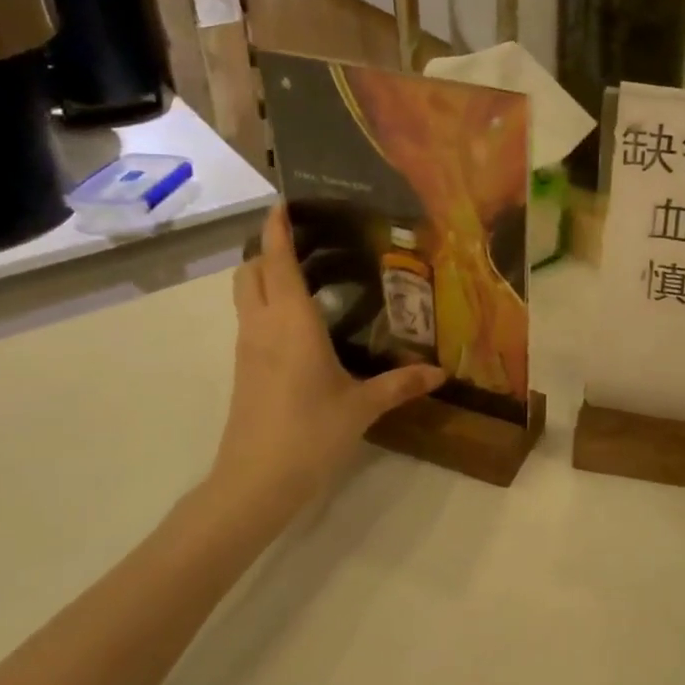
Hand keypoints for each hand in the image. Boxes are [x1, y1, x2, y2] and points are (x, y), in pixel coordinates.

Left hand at [204, 204, 442, 520]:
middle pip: (250, 271)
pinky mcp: (245, 369)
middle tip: (305, 241)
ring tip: (307, 274)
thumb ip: (400, 383)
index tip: (283, 202)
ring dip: (265, 276)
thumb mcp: (362, 406)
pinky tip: (300, 323)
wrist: (255, 482)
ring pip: (246, 296)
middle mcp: (262, 325)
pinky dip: (267, 305)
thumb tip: (440, 372)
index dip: (277, 228)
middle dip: (268, 249)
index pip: (277, 261)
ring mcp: (248, 348)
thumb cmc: (310, 432)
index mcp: (291, 322)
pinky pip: (252, 320)